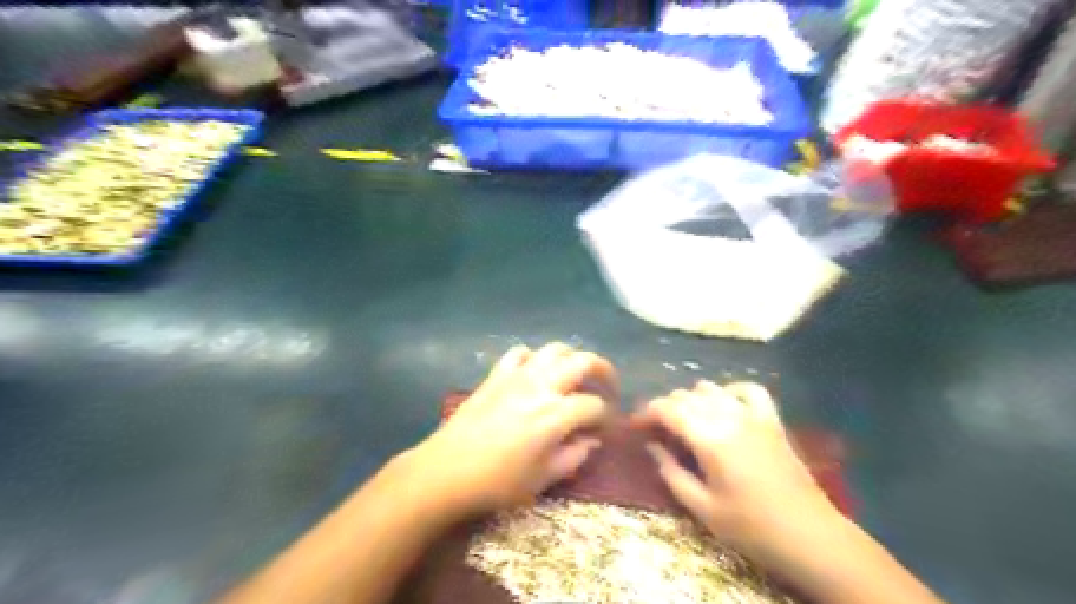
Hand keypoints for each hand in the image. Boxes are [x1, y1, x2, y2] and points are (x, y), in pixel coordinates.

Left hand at [407, 344, 618, 523]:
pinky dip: (534, 358)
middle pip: (583, 362)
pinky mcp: (496, 375)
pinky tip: (535, 372)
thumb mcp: (542, 478)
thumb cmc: (497, 482)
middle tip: (608, 386)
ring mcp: (517, 376)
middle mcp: (541, 386)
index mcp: (555, 415)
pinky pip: (520, 353)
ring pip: (554, 349)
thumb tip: (592, 441)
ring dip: (572, 358)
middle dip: (603, 370)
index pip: (594, 405)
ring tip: (576, 374)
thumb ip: (573, 456)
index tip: (607, 427)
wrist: (445, 471)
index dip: (607, 416)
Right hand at [633, 381, 834, 559]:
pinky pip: (749, 389)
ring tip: (686, 421)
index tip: (634, 426)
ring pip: (711, 389)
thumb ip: (672, 473)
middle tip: (657, 431)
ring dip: (691, 399)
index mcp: (709, 439)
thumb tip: (652, 447)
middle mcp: (728, 417)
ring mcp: (753, 415)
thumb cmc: (751, 528)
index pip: (667, 410)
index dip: (646, 413)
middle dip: (665, 408)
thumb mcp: (702, 508)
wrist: (810, 536)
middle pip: (686, 396)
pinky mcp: (772, 420)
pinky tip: (724, 403)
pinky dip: (730, 390)